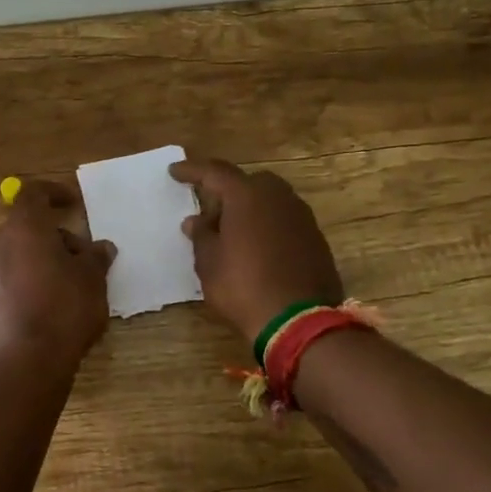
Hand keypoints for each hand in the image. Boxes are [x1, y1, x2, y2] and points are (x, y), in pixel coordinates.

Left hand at [0, 178, 115, 376]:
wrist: (24, 362)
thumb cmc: (63, 308)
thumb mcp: (92, 279)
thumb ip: (95, 257)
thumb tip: (101, 247)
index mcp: (23, 227)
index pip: (33, 194)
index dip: (54, 193)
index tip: (73, 203)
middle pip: (26, 226)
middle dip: (54, 235)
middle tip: (82, 255)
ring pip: (18, 253)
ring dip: (43, 259)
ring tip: (72, 284)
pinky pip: (10, 278)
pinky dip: (30, 280)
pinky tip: (52, 305)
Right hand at [171, 156, 343, 344]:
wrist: (299, 321)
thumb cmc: (243, 286)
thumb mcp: (209, 263)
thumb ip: (201, 235)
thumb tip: (196, 221)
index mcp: (247, 195)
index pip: (215, 172)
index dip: (192, 171)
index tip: (174, 172)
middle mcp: (278, 197)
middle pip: (248, 183)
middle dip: (227, 191)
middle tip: (210, 211)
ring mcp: (301, 217)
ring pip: (270, 201)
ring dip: (250, 210)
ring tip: (233, 232)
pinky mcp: (316, 239)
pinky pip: (285, 221)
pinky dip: (268, 227)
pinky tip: (257, 249)